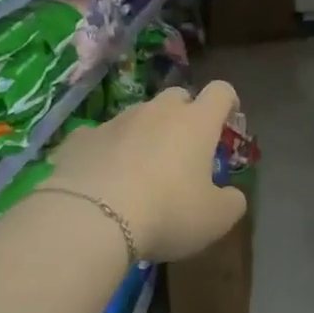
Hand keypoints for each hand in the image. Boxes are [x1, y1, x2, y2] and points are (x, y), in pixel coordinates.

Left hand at [44, 81, 246, 261]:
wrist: (90, 218)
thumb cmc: (167, 212)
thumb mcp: (215, 219)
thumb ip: (232, 202)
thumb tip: (232, 195)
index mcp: (196, 123)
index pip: (221, 93)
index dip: (228, 102)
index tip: (229, 118)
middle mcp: (157, 112)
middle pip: (177, 96)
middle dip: (185, 115)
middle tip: (185, 148)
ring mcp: (116, 121)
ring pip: (138, 116)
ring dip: (145, 134)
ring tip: (140, 170)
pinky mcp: (81, 138)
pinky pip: (100, 137)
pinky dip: (106, 151)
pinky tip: (101, 179)